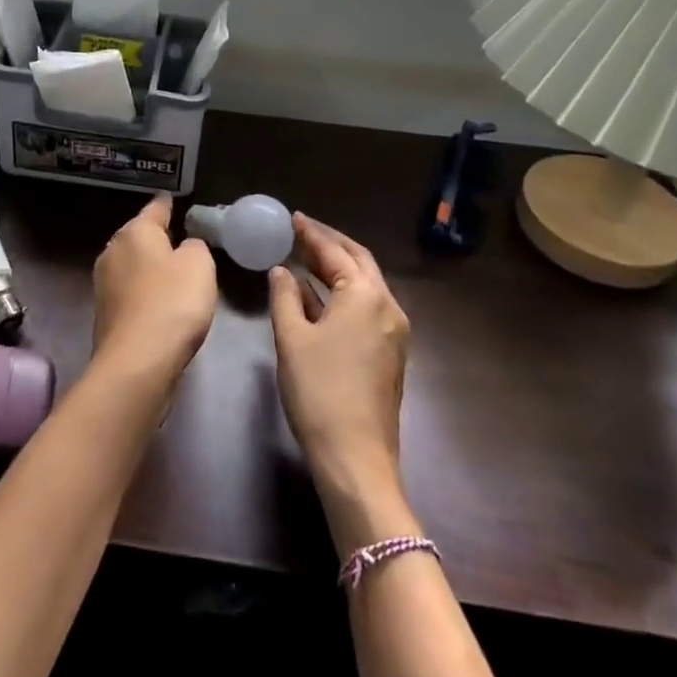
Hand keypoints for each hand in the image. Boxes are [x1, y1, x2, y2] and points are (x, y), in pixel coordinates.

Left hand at [91, 194, 217, 387]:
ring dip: (150, 267)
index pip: (155, 209)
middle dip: (156, 238)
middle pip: (139, 237)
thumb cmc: (172, 303)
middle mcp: (113, 251)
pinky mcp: (105, 314)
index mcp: (135, 232)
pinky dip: (145, 293)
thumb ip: (195, 247)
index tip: (172, 199)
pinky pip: (131, 292)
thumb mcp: (200, 264)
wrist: (136, 362)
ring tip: (173, 273)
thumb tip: (184, 249)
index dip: (167, 204)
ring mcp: (104, 284)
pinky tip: (160, 303)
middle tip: (179, 239)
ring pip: (132, 265)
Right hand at [268, 214, 417, 553]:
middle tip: (302, 232)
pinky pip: (367, 308)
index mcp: (365, 296)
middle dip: (331, 245)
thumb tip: (282, 271)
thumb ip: (284, 297)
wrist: (356, 457)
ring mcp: (394, 332)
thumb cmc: (319, 391)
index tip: (293, 218)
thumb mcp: (291, 338)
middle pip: (359, 263)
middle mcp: (388, 306)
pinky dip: (344, 294)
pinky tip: (318, 298)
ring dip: (338, 269)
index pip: (336, 253)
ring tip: (306, 258)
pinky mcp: (391, 353)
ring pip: (365, 286)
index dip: (312, 234)